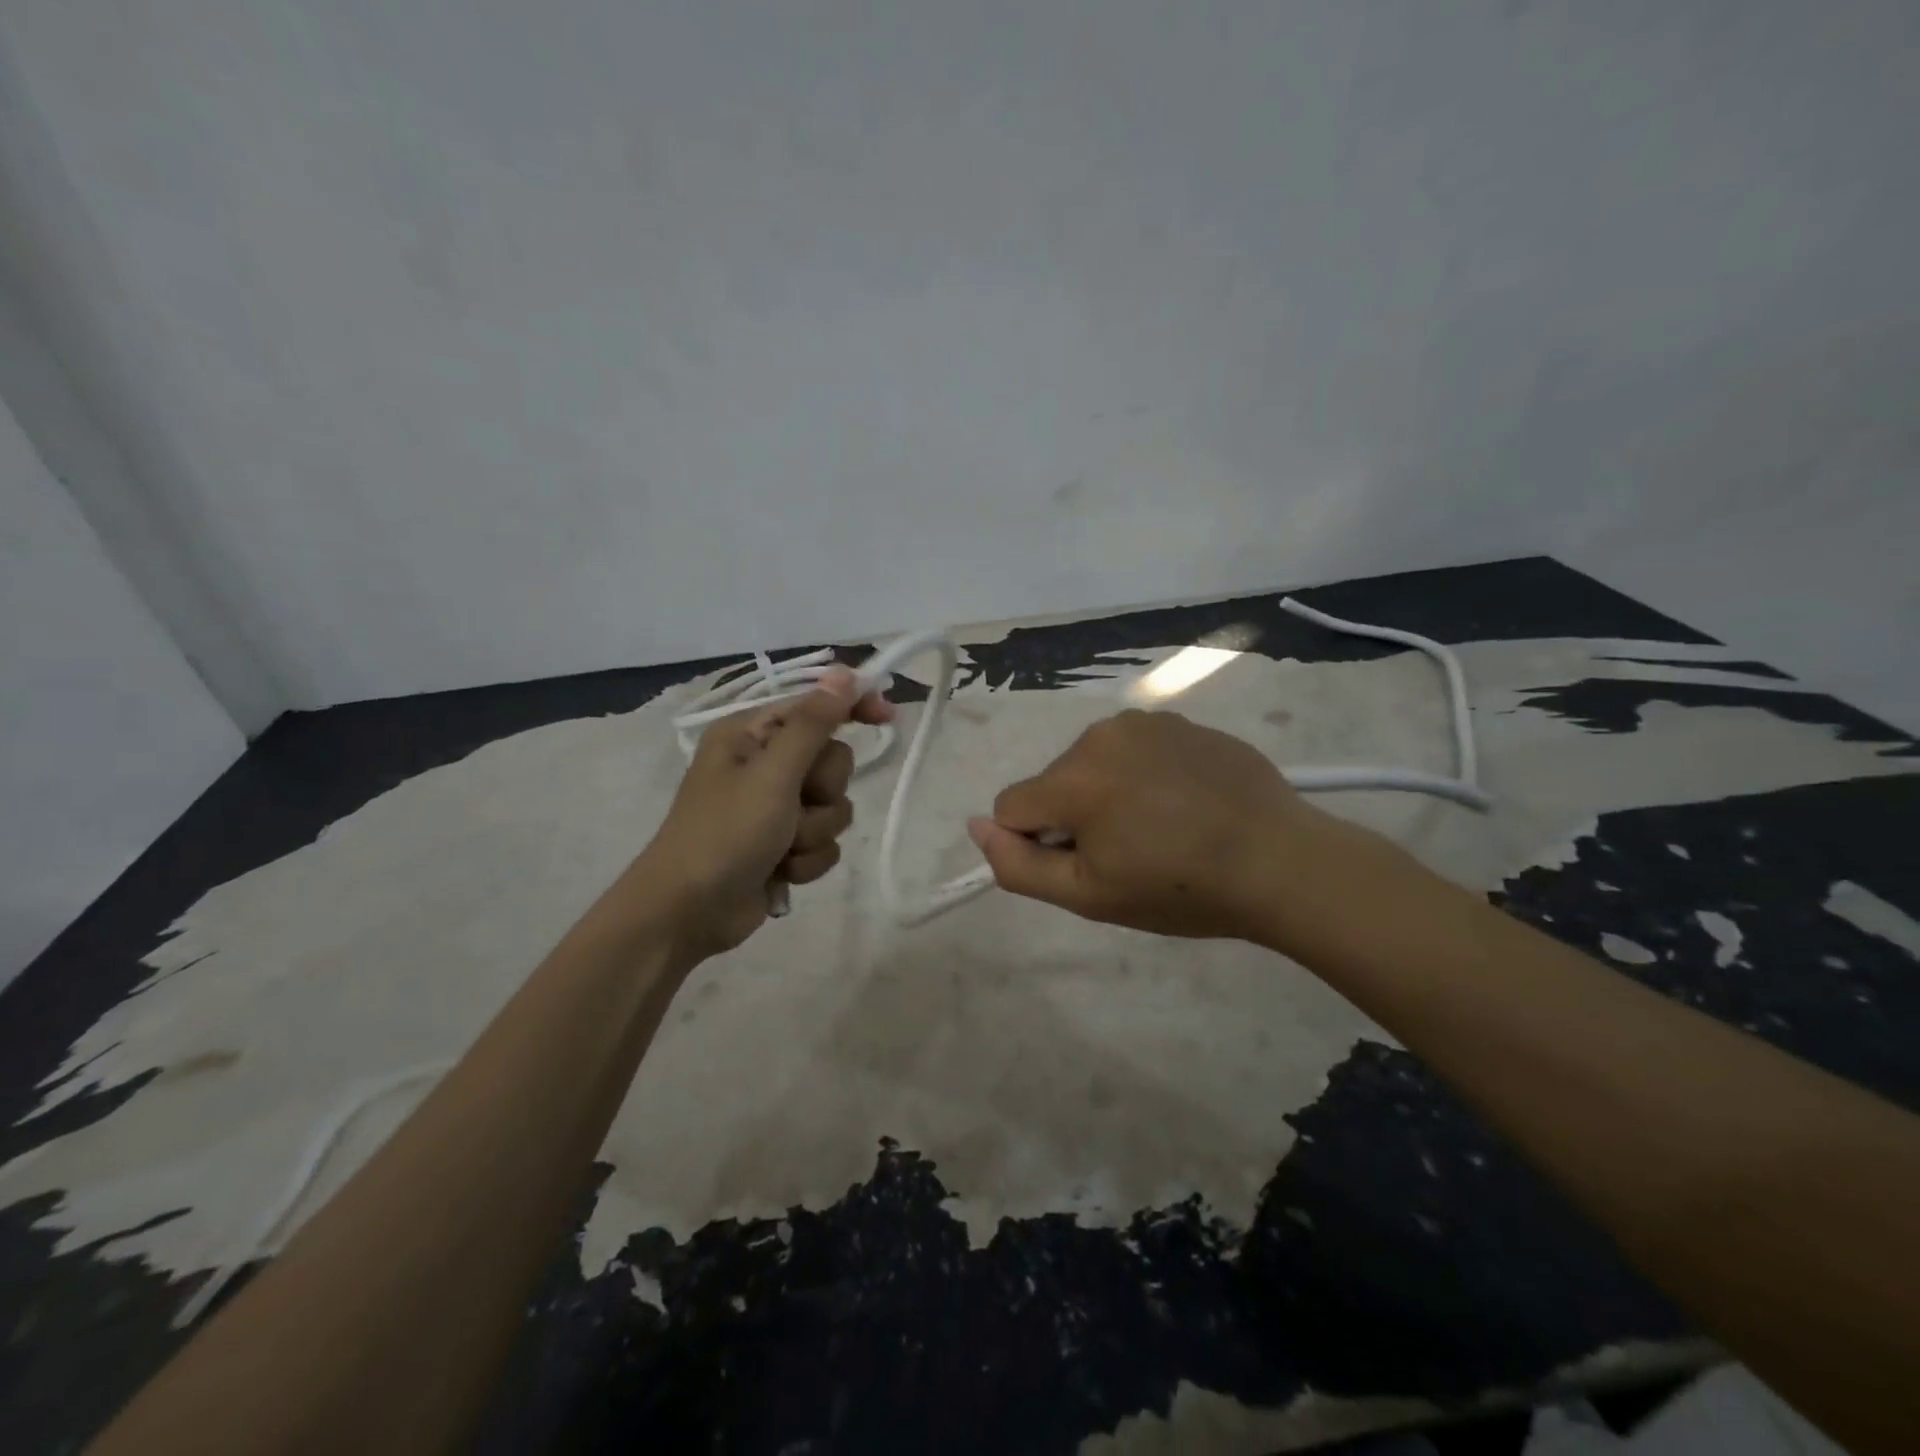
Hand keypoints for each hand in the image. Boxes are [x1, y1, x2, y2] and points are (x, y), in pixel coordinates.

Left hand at [633, 667, 893, 958]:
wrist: (689, 913)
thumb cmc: (725, 833)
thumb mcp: (772, 774)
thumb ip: (813, 724)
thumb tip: (844, 674)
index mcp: (751, 735)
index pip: (814, 706)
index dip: (851, 706)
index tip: (886, 715)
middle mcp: (765, 765)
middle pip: (833, 761)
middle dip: (823, 791)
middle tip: (796, 804)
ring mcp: (776, 808)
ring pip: (834, 806)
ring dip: (815, 830)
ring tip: (783, 847)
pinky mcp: (785, 846)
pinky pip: (825, 841)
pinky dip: (808, 859)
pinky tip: (781, 872)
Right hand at [967, 708, 1390, 944]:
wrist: (1281, 862)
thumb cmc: (1180, 888)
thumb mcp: (1089, 895)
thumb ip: (1019, 865)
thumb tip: (975, 827)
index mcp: (1074, 777)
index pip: (1012, 806)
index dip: (1038, 844)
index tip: (1087, 865)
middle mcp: (1100, 734)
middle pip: (1054, 782)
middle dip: (1075, 817)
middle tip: (1130, 854)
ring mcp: (1146, 722)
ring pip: (1094, 764)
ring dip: (1108, 793)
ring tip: (1162, 828)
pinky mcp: (1181, 722)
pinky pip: (1136, 750)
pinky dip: (1144, 775)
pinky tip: (1185, 803)